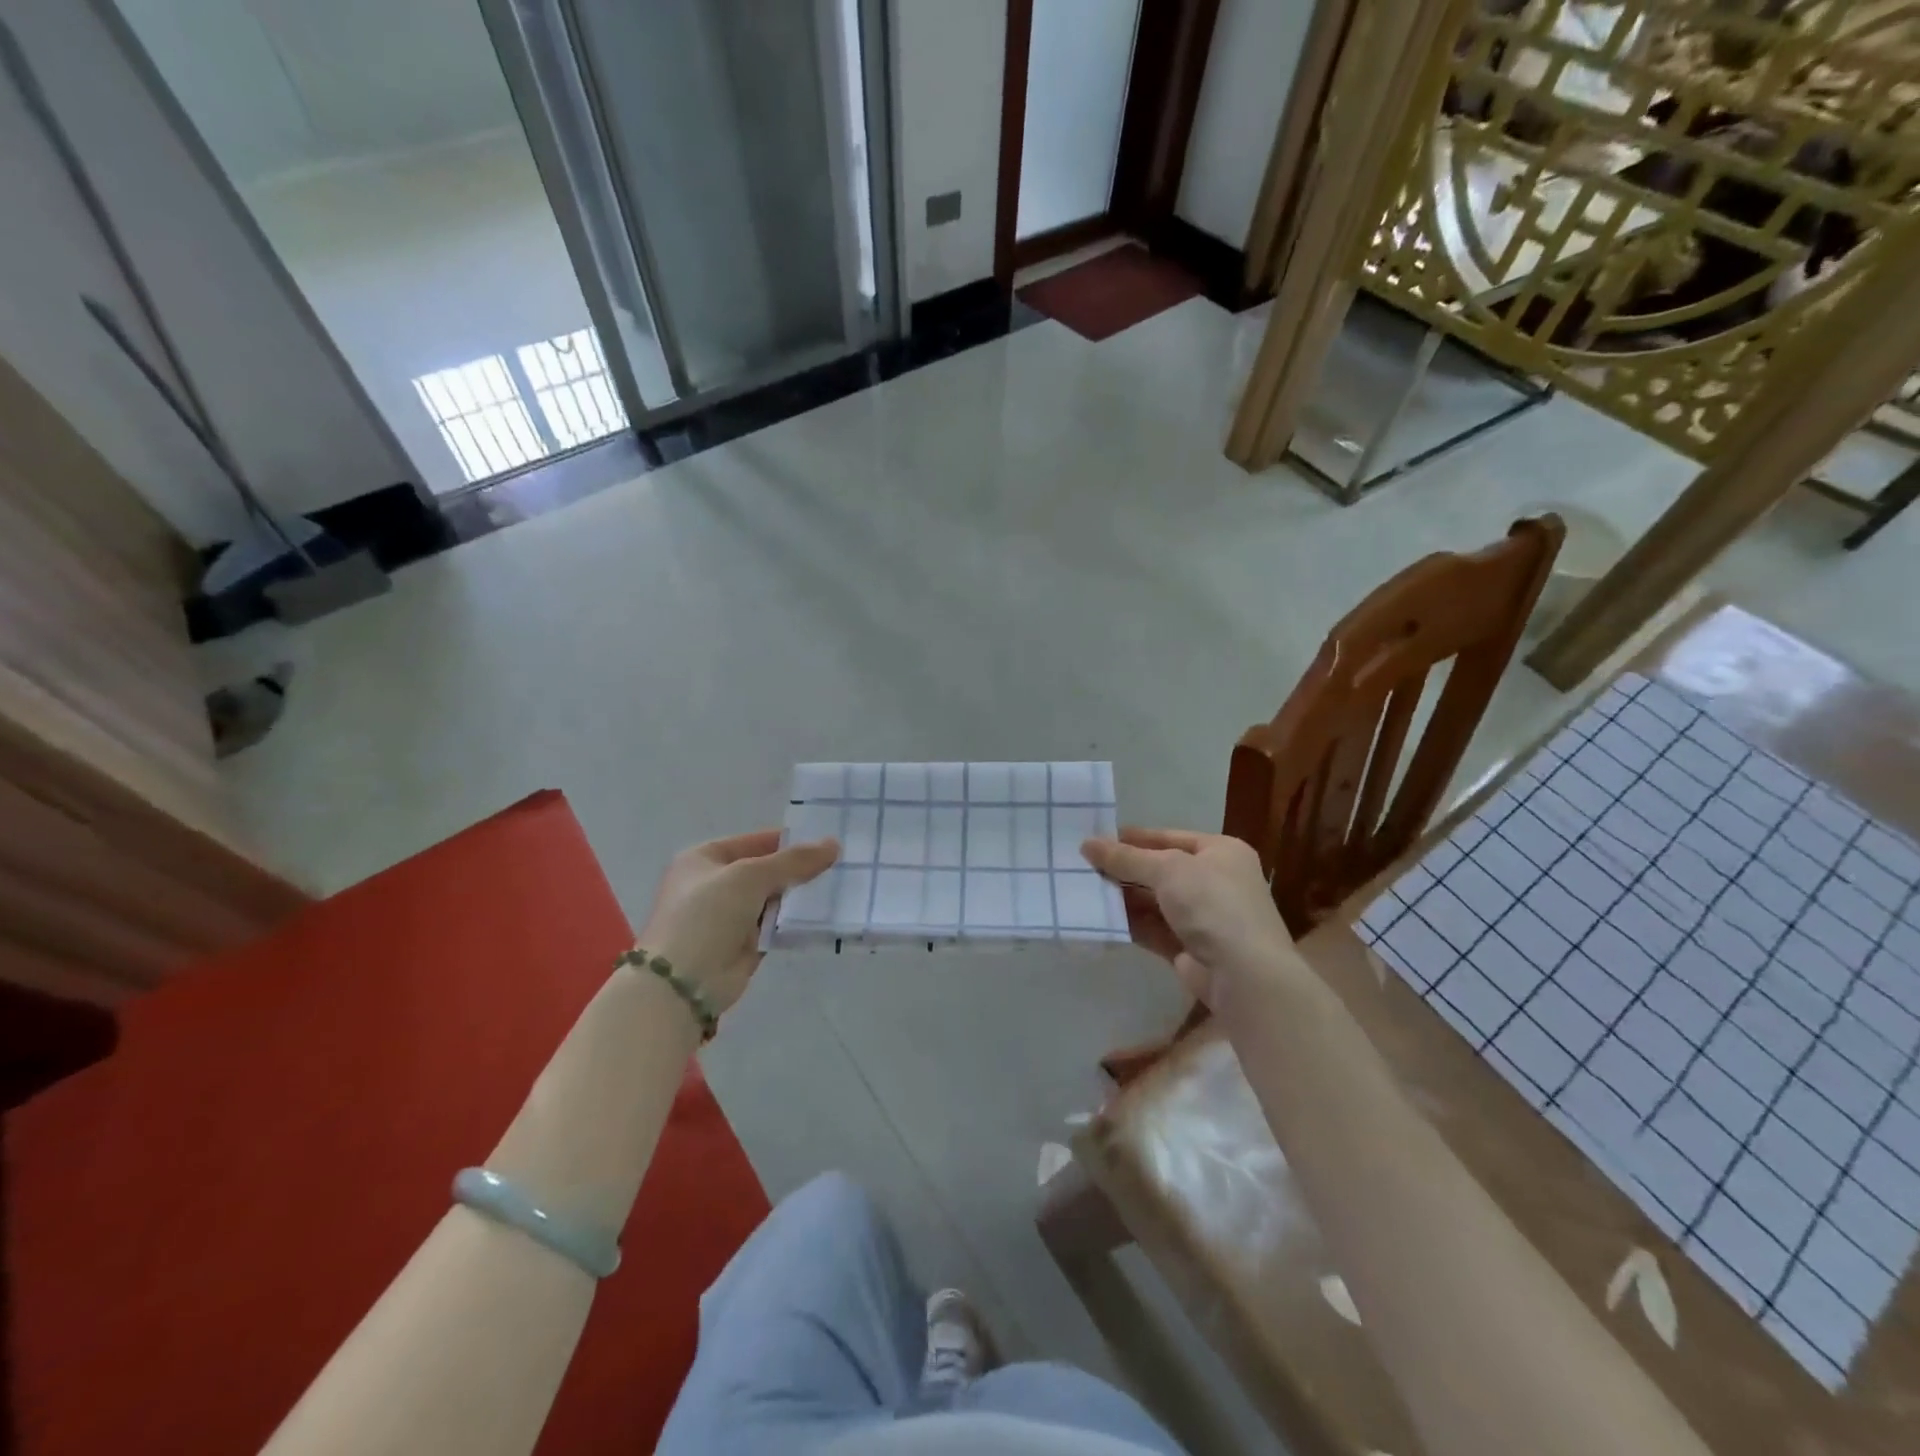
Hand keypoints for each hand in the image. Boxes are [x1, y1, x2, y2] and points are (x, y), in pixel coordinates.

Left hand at [635, 830, 838, 1014]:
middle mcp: (713, 884)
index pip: (754, 841)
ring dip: (799, 896)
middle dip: (797, 870)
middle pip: (765, 870)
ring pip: (772, 899)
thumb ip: (793, 861)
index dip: (788, 841)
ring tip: (839, 887)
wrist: (684, 983)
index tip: (826, 843)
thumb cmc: (708, 915)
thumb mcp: (750, 876)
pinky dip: (794, 921)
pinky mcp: (742, 945)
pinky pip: (774, 926)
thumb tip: (833, 844)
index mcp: (703, 858)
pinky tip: (824, 915)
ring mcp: (727, 917)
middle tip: (839, 865)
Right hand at [1081, 828, 1297, 1007]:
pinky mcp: (1189, 948)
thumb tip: (1087, 844)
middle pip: (1160, 870)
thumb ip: (1126, 857)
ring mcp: (1203, 917)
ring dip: (1123, 897)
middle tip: (1083, 867)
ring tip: (1084, 890)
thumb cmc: (1212, 904)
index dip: (1133, 838)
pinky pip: (1153, 929)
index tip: (1096, 839)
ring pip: (1154, 901)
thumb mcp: (1168, 869)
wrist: (1244, 974)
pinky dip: (1129, 923)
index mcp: (1221, 852)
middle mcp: (1215, 881)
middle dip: (1124, 869)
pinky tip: (1099, 918)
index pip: (1169, 837)